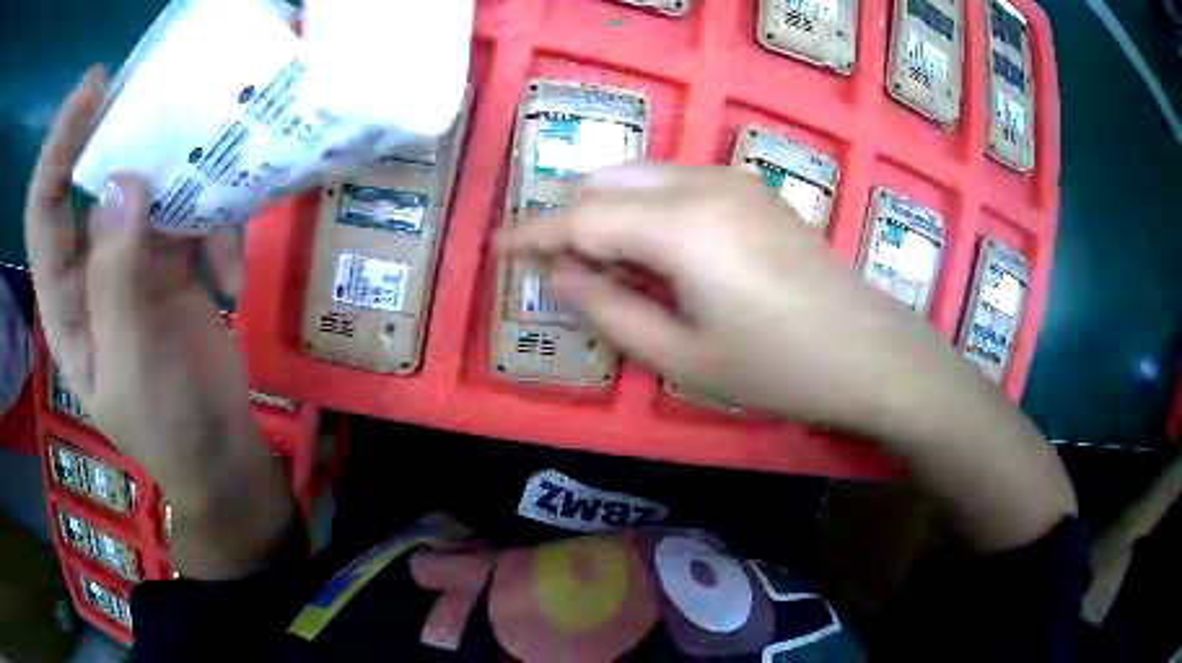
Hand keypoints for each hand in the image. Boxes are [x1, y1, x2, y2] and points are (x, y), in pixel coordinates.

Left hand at [26, 67, 293, 577]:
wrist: (221, 450)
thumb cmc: (166, 425)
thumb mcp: (132, 365)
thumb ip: (116, 280)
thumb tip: (122, 185)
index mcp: (65, 298)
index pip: (44, 208)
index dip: (60, 146)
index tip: (94, 90)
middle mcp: (90, 266)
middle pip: (93, 179)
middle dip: (122, 134)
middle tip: (161, 96)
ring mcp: (133, 258)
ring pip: (148, 188)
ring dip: (183, 186)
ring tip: (217, 202)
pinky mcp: (173, 259)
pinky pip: (192, 215)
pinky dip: (218, 233)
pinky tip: (232, 280)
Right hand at [499, 163, 949, 428]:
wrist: (872, 353)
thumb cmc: (780, 369)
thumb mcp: (684, 358)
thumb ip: (610, 310)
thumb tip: (558, 276)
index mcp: (682, 225)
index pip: (581, 215)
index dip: (532, 233)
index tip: (498, 250)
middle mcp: (702, 183)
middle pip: (607, 182)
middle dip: (571, 219)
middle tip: (563, 273)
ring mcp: (732, 180)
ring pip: (641, 176)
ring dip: (609, 211)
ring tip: (610, 270)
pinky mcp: (752, 189)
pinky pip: (675, 184)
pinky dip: (646, 208)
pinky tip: (658, 254)